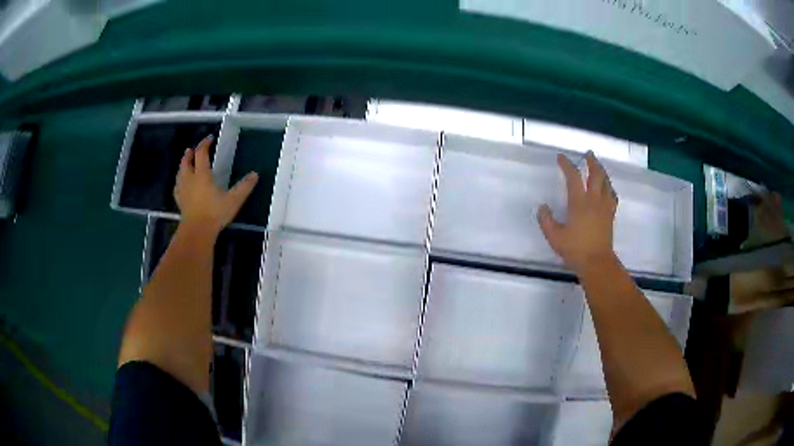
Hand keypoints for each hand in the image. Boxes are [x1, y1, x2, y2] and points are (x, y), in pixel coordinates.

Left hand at [174, 135, 258, 234]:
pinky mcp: (180, 202)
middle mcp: (190, 179)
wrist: (197, 231)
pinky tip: (180, 185)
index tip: (209, 139)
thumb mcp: (234, 200)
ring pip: (180, 173)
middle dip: (189, 154)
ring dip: (182, 166)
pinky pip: (177, 188)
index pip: (201, 153)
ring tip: (185, 164)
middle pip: (186, 162)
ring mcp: (183, 191)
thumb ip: (244, 187)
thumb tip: (255, 174)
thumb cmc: (215, 213)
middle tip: (191, 149)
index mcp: (202, 174)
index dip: (204, 144)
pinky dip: (179, 182)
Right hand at [538, 151, 617, 273]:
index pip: (573, 177)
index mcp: (579, 202)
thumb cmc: (575, 250)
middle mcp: (594, 200)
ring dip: (602, 171)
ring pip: (606, 182)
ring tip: (598, 166)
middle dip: (591, 162)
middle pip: (596, 174)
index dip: (566, 164)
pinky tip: (607, 188)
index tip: (561, 157)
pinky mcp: (610, 215)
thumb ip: (546, 220)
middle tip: (587, 154)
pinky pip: (612, 195)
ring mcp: (604, 207)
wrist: (597, 263)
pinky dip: (609, 187)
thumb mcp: (554, 237)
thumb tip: (542, 207)